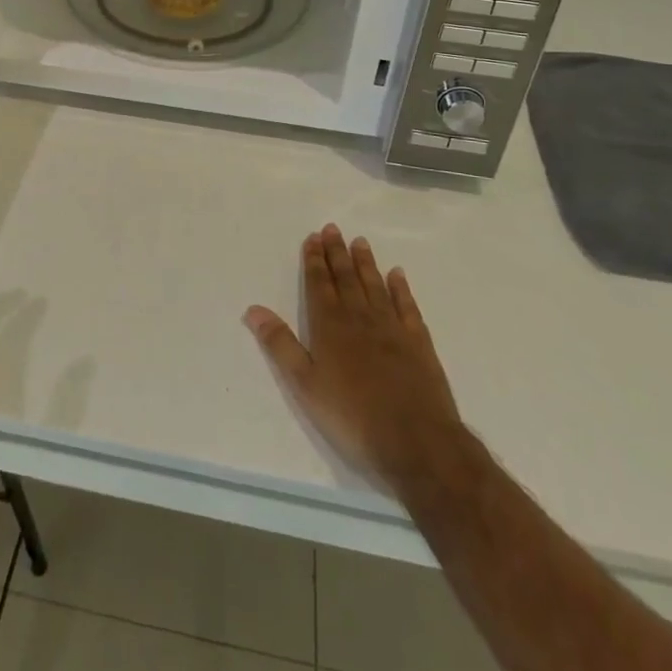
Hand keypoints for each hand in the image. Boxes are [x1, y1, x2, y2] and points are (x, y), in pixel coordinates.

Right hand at [245, 225, 462, 490]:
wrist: (417, 441)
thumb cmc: (353, 416)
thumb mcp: (304, 384)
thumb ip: (280, 344)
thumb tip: (253, 309)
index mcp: (330, 326)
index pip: (319, 284)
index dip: (314, 260)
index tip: (313, 237)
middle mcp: (360, 317)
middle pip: (345, 278)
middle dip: (337, 253)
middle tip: (333, 228)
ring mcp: (392, 328)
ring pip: (375, 286)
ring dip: (365, 263)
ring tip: (359, 242)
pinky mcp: (418, 343)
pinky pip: (407, 306)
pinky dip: (401, 289)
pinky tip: (397, 275)